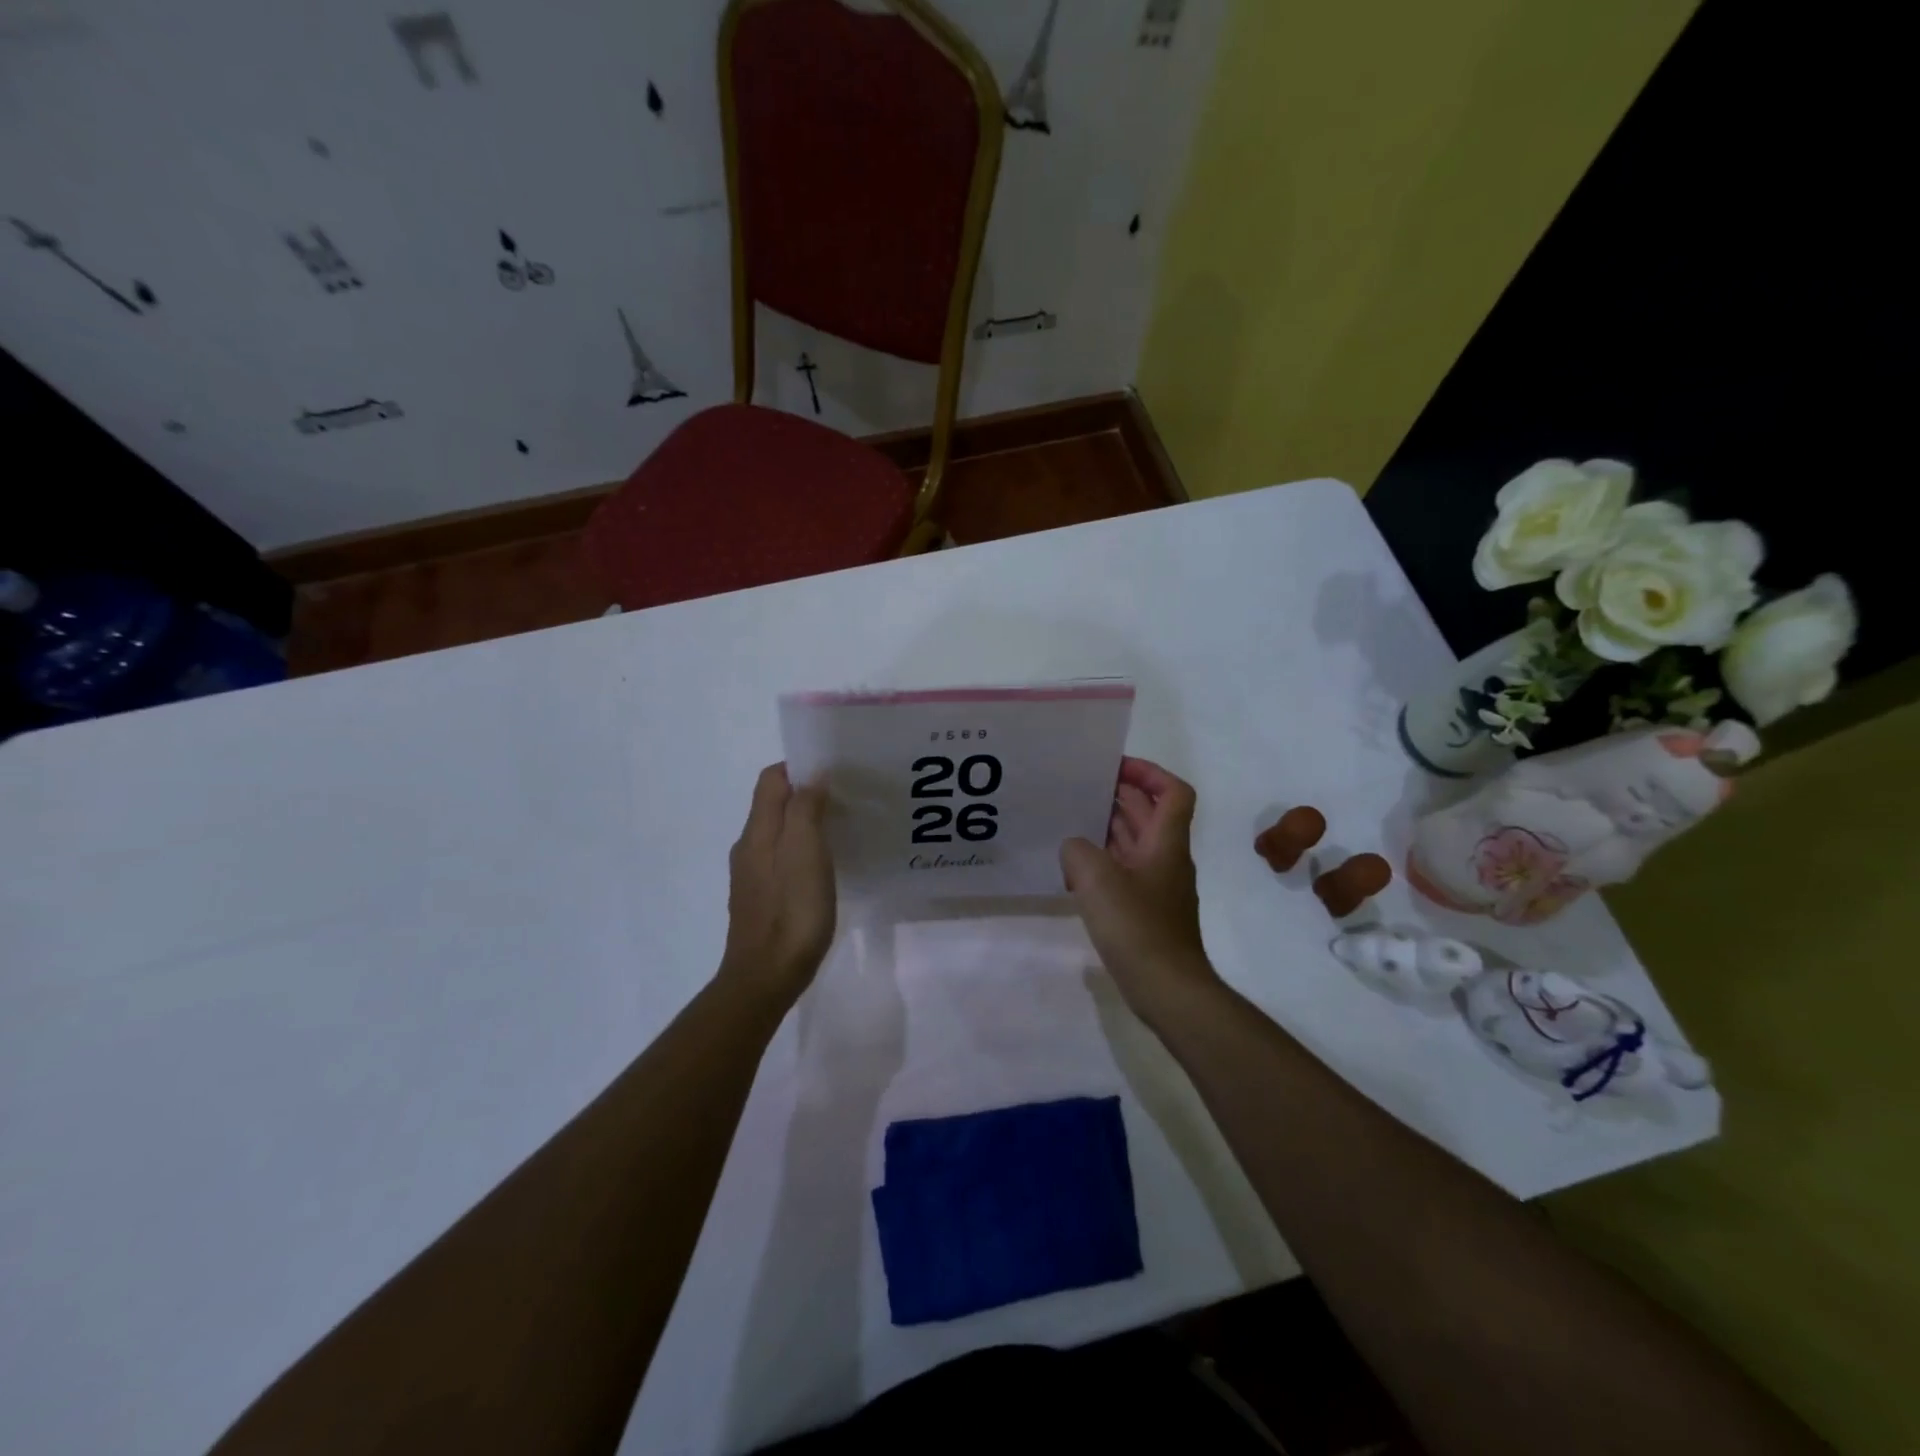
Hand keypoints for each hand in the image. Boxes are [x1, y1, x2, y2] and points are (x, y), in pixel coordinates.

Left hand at [720, 763, 835, 1002]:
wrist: (765, 977)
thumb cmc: (791, 911)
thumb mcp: (805, 853)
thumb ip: (805, 809)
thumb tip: (812, 777)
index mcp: (757, 831)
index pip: (771, 779)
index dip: (799, 767)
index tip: (834, 771)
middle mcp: (749, 847)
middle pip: (773, 804)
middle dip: (805, 793)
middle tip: (846, 798)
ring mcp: (752, 875)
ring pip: (778, 832)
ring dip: (805, 822)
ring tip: (840, 828)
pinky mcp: (761, 898)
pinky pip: (780, 858)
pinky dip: (801, 849)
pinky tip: (824, 866)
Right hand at [1061, 757, 1219, 1019]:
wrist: (1168, 989)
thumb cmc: (1138, 927)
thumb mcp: (1097, 879)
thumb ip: (1078, 851)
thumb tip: (1074, 848)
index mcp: (1166, 843)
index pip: (1173, 792)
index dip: (1149, 772)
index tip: (1115, 768)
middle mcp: (1167, 859)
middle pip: (1149, 814)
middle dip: (1119, 795)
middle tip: (1080, 788)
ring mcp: (1157, 887)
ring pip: (1135, 843)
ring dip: (1108, 828)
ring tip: (1070, 821)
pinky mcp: (1146, 911)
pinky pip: (1125, 872)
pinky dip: (1103, 862)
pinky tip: (1075, 870)